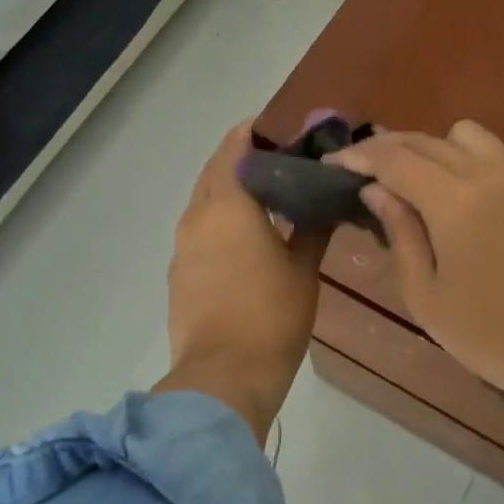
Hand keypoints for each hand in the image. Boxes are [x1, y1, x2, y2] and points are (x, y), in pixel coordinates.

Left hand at [157, 121, 328, 440]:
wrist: (223, 376)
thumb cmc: (272, 316)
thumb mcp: (303, 269)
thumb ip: (313, 228)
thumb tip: (325, 202)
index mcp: (229, 206)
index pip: (234, 149)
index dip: (252, 133)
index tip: (277, 127)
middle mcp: (198, 217)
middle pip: (214, 172)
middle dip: (240, 159)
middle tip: (278, 161)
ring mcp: (183, 247)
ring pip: (204, 202)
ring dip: (229, 191)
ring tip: (267, 197)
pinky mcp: (179, 273)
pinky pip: (199, 230)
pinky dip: (219, 220)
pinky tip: (246, 237)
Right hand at [329, 121, 503, 403]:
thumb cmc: (489, 335)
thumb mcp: (426, 295)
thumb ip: (400, 233)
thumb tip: (376, 190)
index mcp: (454, 202)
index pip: (393, 159)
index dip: (358, 157)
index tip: (333, 165)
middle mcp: (489, 173)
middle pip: (425, 141)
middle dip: (388, 150)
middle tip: (364, 172)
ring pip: (466, 134)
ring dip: (434, 149)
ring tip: (421, 182)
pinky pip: (503, 150)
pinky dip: (477, 157)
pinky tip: (471, 188)